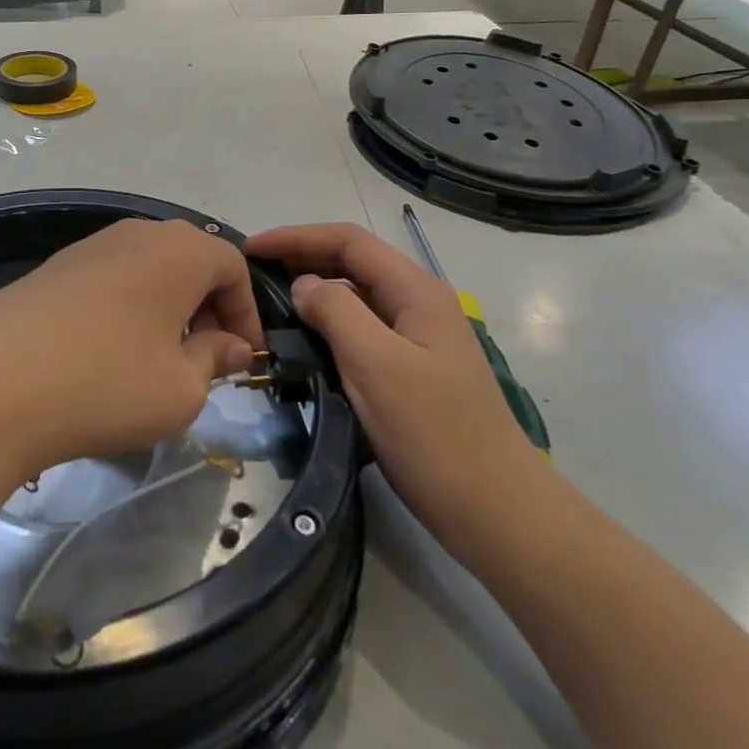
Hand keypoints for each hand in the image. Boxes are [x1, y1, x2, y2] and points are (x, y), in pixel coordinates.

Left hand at [0, 219, 262, 480]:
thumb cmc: (108, 381)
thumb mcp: (181, 388)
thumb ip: (213, 360)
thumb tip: (229, 345)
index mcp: (179, 250)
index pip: (233, 266)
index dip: (246, 312)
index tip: (242, 359)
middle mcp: (136, 234)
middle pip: (189, 262)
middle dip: (206, 309)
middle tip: (203, 361)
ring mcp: (88, 247)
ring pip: (147, 271)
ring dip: (164, 311)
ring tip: (155, 363)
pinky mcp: (53, 269)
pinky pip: (109, 281)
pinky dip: (125, 311)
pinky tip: (106, 357)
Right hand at [247, 223, 541, 541]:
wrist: (497, 511)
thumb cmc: (434, 434)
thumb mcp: (376, 365)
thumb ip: (335, 312)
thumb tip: (303, 285)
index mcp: (416, 290)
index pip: (348, 241)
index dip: (297, 237)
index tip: (251, 248)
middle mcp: (419, 302)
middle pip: (353, 262)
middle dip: (303, 257)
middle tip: (254, 272)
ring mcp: (419, 337)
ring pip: (357, 295)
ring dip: (315, 289)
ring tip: (270, 301)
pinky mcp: (413, 368)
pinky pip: (363, 328)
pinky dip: (329, 322)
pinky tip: (306, 339)